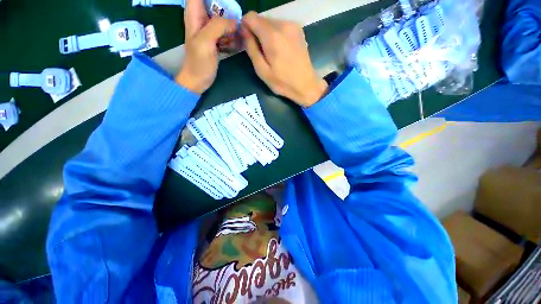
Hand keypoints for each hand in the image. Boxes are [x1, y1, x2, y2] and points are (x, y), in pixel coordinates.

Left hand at [175, 0, 237, 93]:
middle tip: (237, 20)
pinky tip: (237, 44)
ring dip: (232, 25)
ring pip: (223, 19)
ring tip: (239, 34)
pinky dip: (232, 36)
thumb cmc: (199, 62)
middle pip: (215, 4)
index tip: (227, 4)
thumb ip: (218, 26)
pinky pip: (226, 33)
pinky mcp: (215, 41)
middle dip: (227, 9)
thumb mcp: (206, 41)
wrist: (198, 80)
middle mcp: (202, 19)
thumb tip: (235, 22)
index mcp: (195, 14)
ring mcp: (209, 31)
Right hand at [241, 12, 327, 106]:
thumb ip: (251, 48)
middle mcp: (283, 25)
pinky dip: (276, 34)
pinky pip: (281, 26)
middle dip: (256, 31)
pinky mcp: (298, 29)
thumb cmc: (283, 82)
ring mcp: (293, 26)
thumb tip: (244, 31)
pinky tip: (280, 49)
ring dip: (266, 33)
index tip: (246, 40)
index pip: (251, 17)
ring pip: (271, 22)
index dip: (245, 26)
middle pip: (262, 19)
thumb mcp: (262, 71)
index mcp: (272, 36)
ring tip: (271, 52)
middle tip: (259, 50)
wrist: (306, 85)